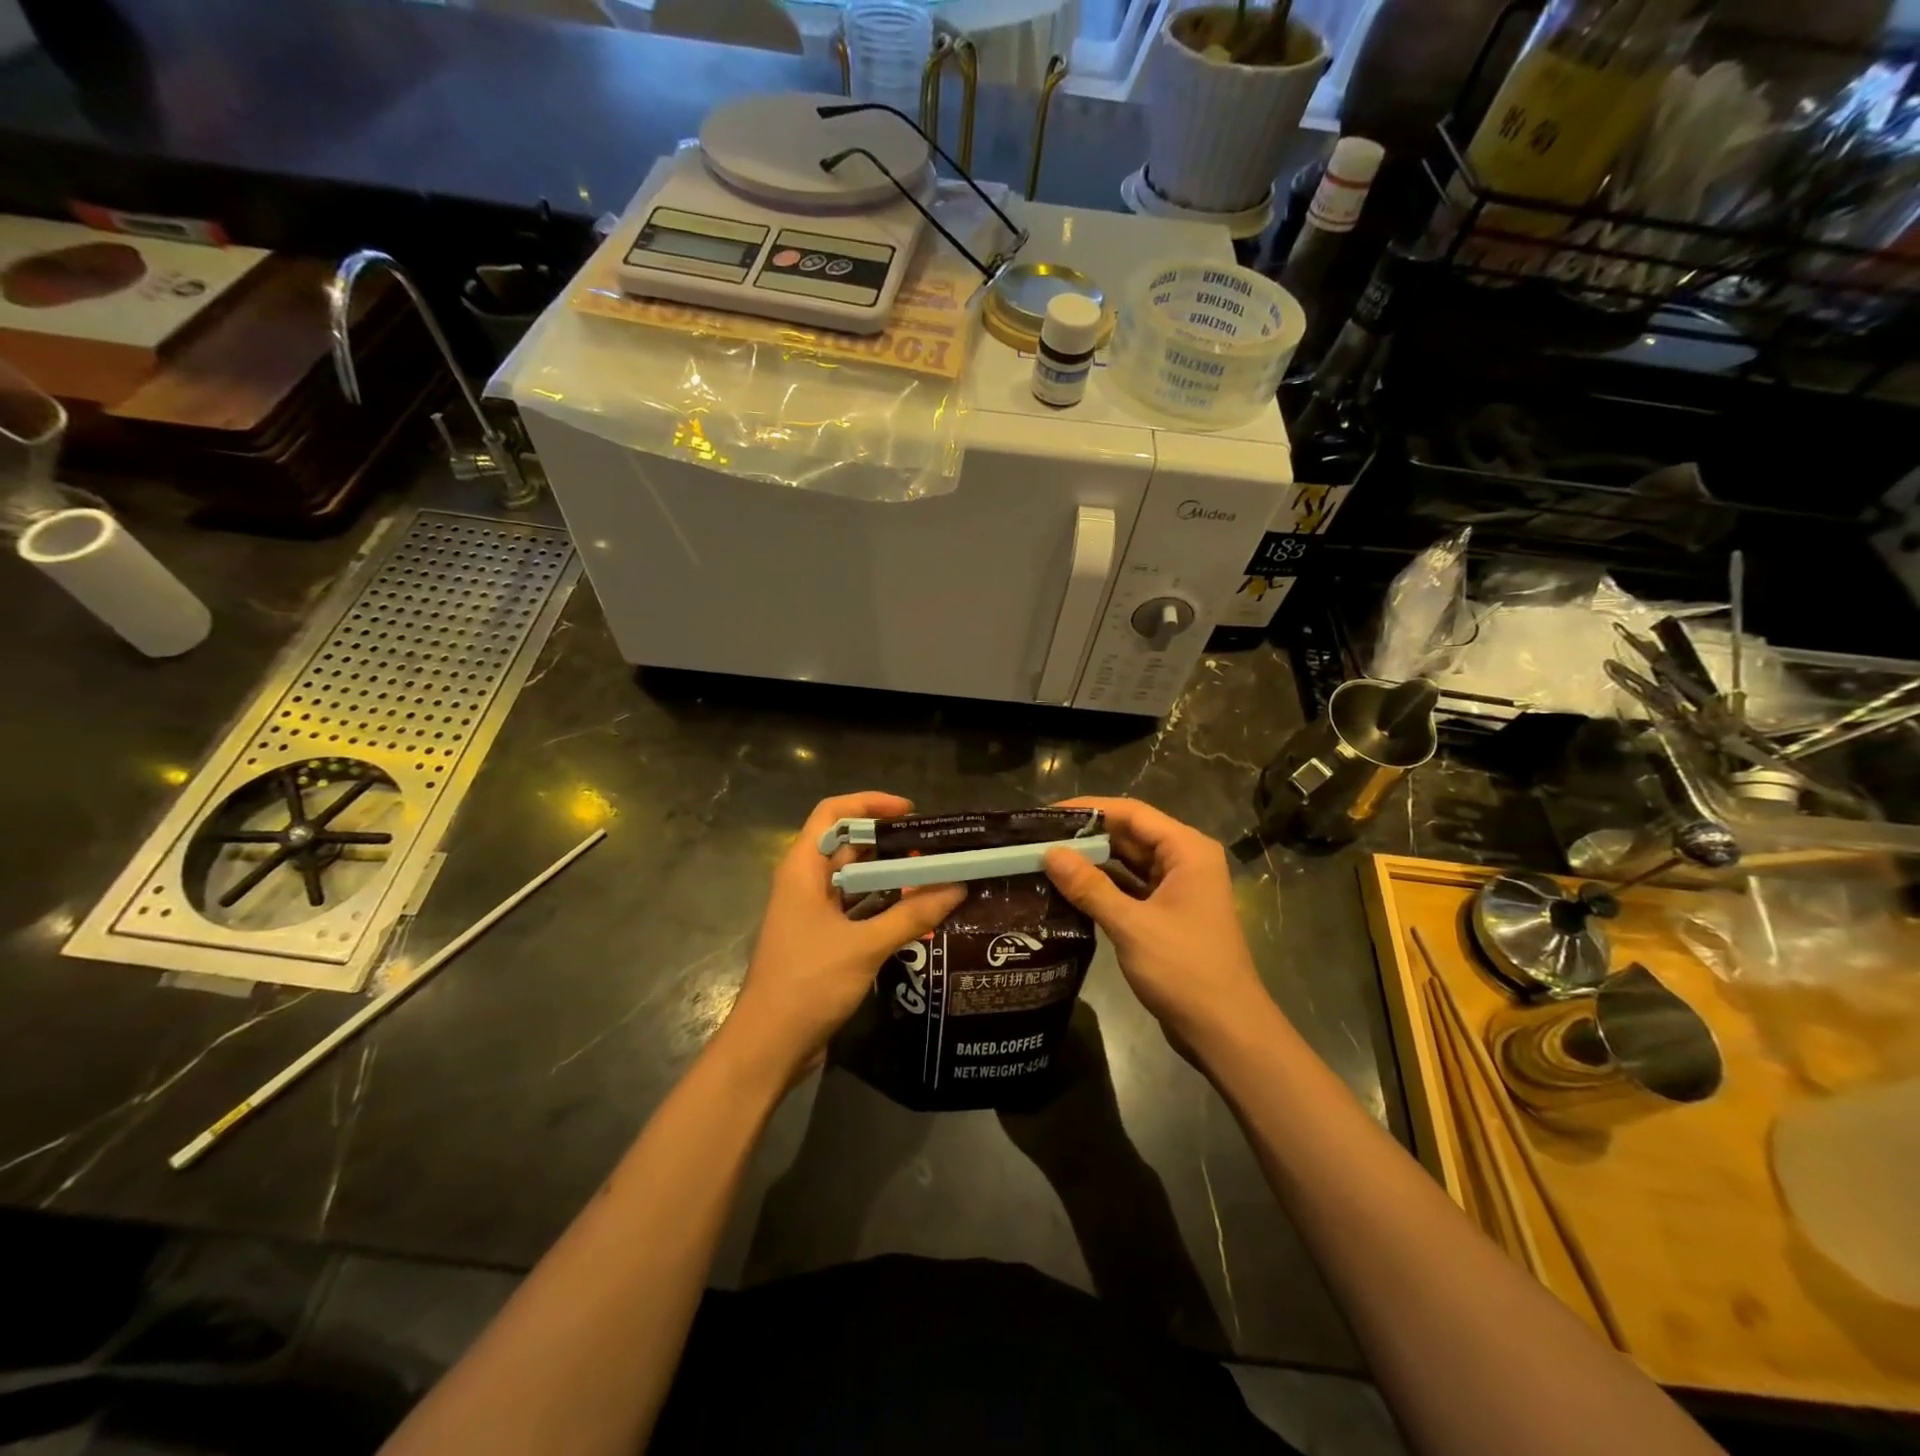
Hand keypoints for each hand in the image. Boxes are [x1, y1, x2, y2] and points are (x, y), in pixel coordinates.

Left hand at [724, 792, 964, 1083]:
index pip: (833, 812)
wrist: (768, 1046)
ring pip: (856, 880)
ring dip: (892, 878)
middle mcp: (805, 882)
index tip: (911, 813)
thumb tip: (958, 887)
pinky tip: (918, 916)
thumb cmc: (808, 983)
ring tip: (936, 879)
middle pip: (849, 845)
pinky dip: (885, 908)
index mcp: (803, 868)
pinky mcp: (822, 940)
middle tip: (936, 850)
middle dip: (891, 844)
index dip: (870, 803)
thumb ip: (911, 915)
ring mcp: (812, 912)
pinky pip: (857, 910)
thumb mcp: (864, 946)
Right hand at [1042, 797, 1276, 1053]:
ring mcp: (1178, 889)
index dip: (1089, 809)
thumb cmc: (1184, 970)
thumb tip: (1049, 853)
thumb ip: (1089, 886)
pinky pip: (1130, 889)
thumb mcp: (1131, 925)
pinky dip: (1103, 888)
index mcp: (1187, 851)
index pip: (1132, 813)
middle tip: (1037, 839)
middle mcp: (1185, 861)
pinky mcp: (1167, 915)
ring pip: (1128, 863)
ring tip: (1045, 861)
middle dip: (1086, 837)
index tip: (1046, 814)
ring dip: (1092, 863)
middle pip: (1130, 835)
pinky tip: (1069, 892)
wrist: (1225, 1031)